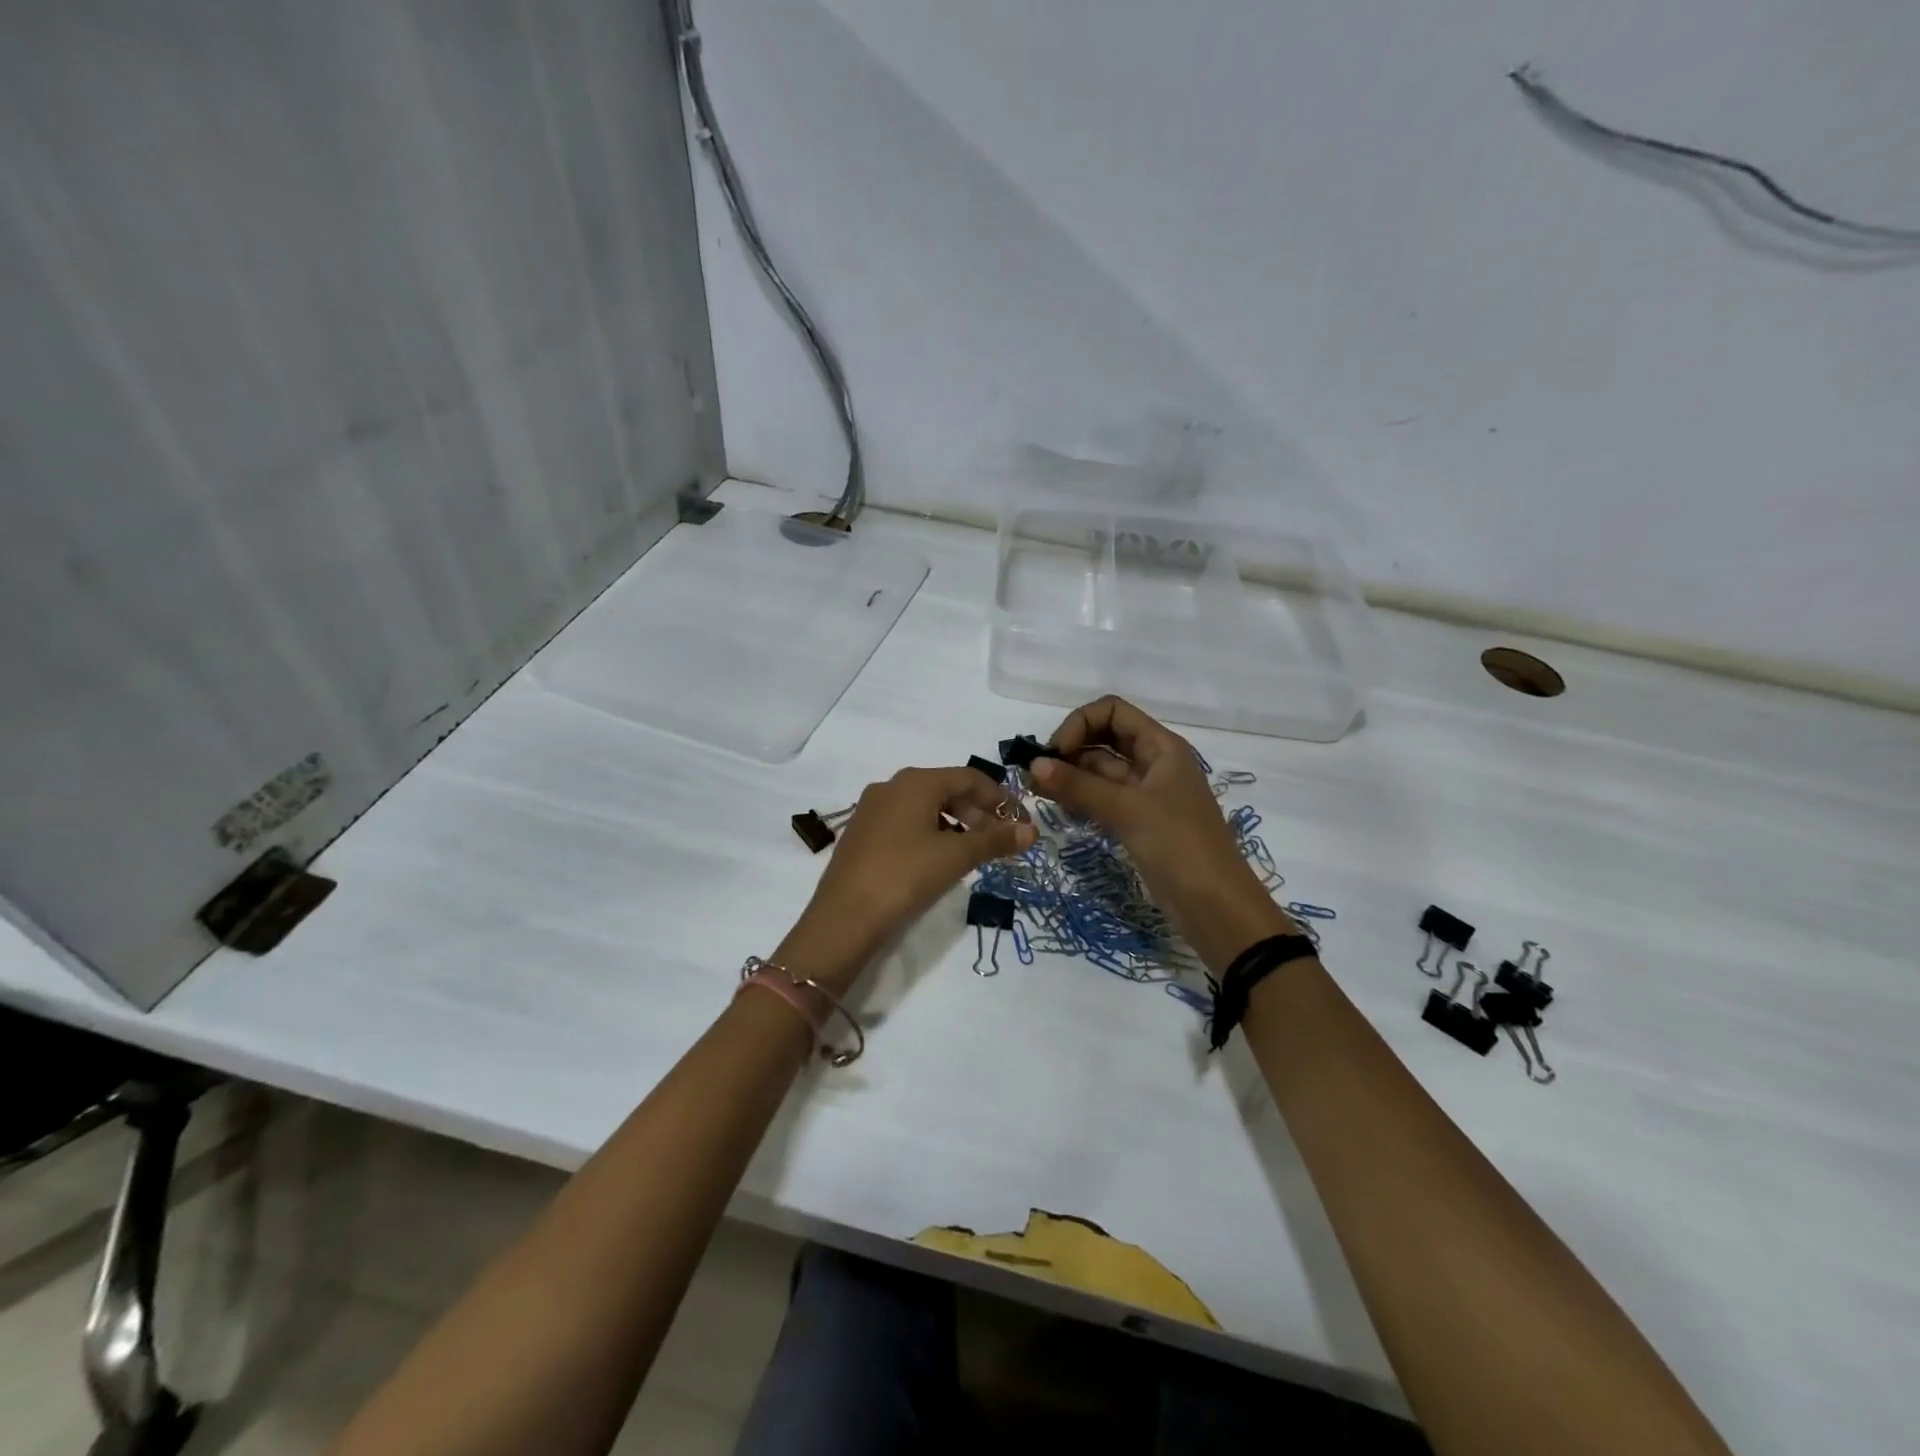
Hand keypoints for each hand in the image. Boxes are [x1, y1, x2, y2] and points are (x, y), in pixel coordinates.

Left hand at [777, 767, 1035, 992]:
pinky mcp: (862, 834)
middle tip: (1001, 840)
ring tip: (974, 853)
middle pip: (946, 790)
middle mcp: (891, 786)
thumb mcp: (955, 857)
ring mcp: (872, 810)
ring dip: (956, 824)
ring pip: (925, 807)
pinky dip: (931, 834)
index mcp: (915, 782)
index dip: (1000, 797)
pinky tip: (940, 860)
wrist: (843, 918)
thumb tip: (1032, 830)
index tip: (1021, 821)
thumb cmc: (904, 876)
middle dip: (979, 812)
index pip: (969, 777)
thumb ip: (995, 840)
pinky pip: (906, 823)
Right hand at [1028, 697, 1296, 970]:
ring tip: (1037, 793)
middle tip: (1035, 776)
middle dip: (1069, 750)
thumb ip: (1079, 786)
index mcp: (1161, 747)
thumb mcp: (1128, 810)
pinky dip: (1081, 799)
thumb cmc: (1180, 846)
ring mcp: (1146, 795)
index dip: (1080, 724)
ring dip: (1071, 776)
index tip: (1054, 753)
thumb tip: (1033, 765)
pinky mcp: (1139, 823)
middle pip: (1104, 739)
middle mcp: (1154, 763)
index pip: (1112, 712)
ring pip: (1101, 771)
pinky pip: (1104, 799)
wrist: (1216, 907)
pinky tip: (1058, 810)